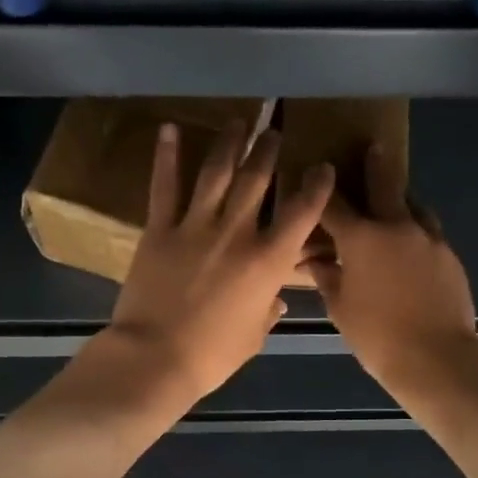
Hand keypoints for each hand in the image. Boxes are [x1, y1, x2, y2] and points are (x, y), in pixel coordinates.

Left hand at [104, 121, 334, 403]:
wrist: (155, 357)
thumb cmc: (212, 355)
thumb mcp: (253, 335)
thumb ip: (267, 310)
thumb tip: (276, 299)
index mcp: (268, 261)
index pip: (302, 212)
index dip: (316, 186)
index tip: (322, 168)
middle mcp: (236, 232)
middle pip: (257, 179)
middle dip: (269, 150)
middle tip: (274, 131)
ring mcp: (195, 226)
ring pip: (216, 172)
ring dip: (229, 142)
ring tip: (238, 121)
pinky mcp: (159, 229)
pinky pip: (164, 186)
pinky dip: (166, 155)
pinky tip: (169, 128)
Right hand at [308, 144, 477, 390]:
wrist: (436, 356)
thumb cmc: (376, 334)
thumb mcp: (340, 307)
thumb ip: (327, 277)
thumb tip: (313, 261)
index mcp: (362, 238)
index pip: (334, 205)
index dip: (321, 190)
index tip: (314, 175)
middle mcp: (397, 227)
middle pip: (385, 185)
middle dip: (375, 165)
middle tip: (373, 147)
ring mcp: (429, 239)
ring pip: (414, 206)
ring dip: (400, 200)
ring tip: (392, 204)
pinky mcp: (449, 256)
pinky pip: (428, 233)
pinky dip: (416, 231)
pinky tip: (410, 248)